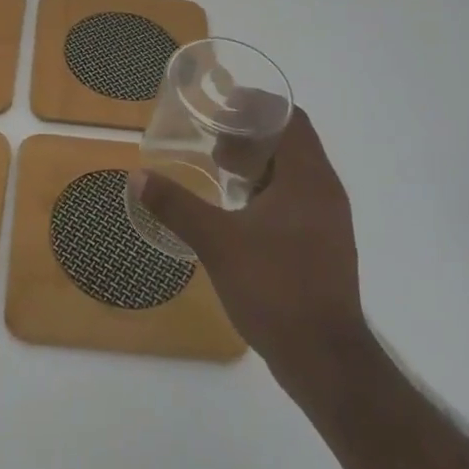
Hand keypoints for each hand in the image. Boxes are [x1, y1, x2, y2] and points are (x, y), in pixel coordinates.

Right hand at [130, 106, 362, 370]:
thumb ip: (177, 206)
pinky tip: (240, 212)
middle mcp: (326, 192)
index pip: (291, 118)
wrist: (326, 362)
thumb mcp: (217, 243)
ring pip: (295, 172)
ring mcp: (330, 222)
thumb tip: (138, 177)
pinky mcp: (326, 247)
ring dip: (261, 164)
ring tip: (222, 171)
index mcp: (308, 179)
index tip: (223, 106)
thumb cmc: (275, 288)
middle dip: (253, 135)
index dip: (258, 106)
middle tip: (215, 142)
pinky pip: (298, 199)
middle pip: (293, 142)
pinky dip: (270, 190)